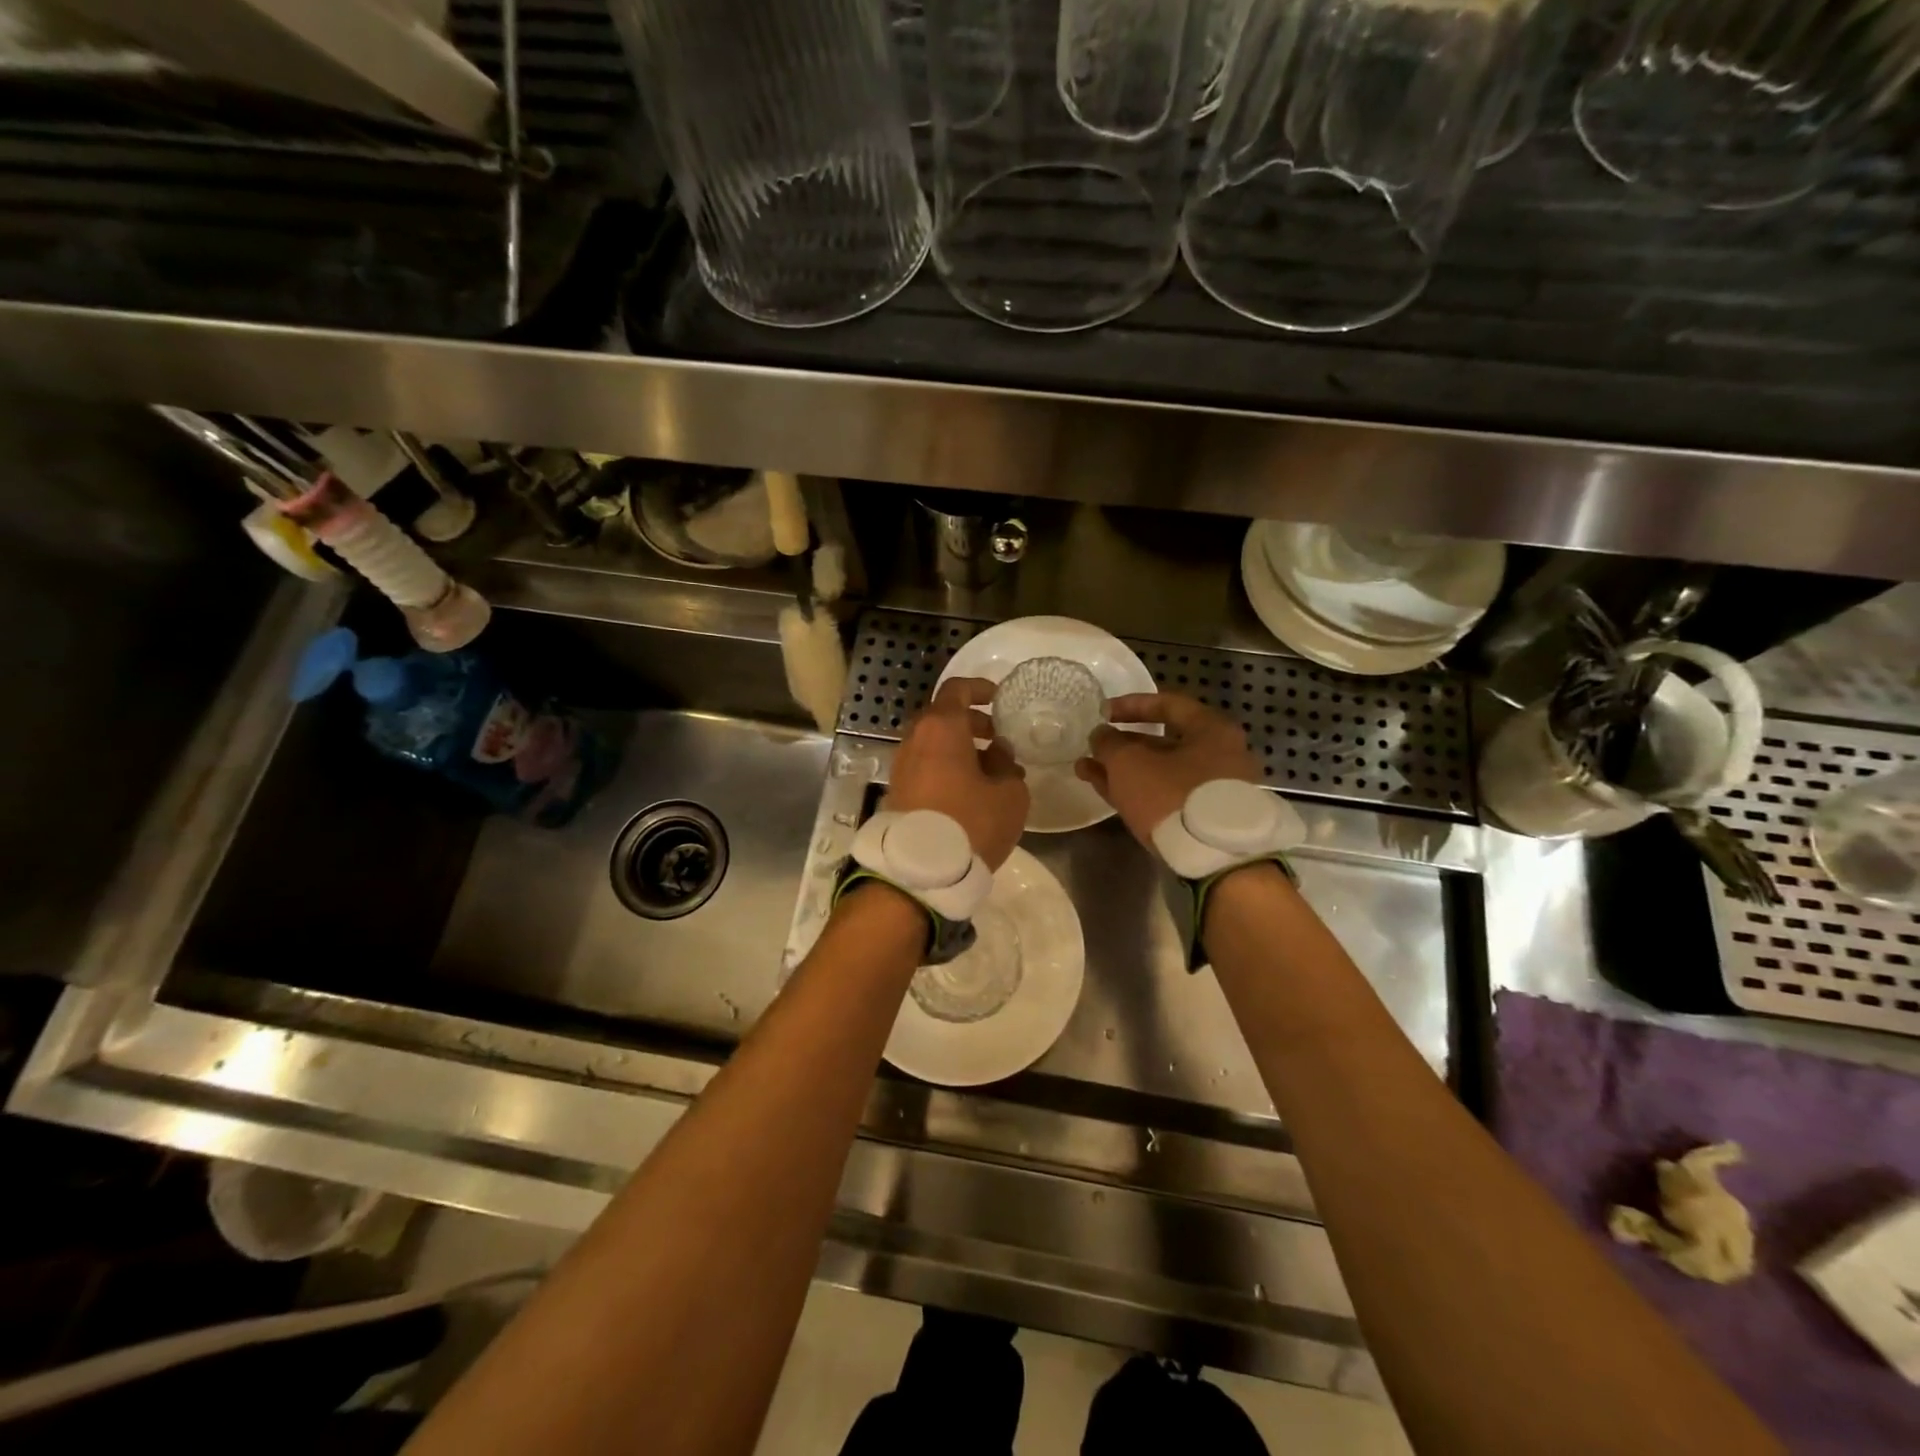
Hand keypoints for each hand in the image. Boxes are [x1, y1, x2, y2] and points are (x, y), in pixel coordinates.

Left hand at [886, 677, 1028, 869]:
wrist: (920, 871)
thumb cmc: (971, 822)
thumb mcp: (1009, 794)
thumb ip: (1007, 766)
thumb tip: (997, 756)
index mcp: (941, 728)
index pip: (957, 690)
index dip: (980, 689)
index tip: (999, 700)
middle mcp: (915, 740)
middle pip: (944, 718)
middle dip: (973, 724)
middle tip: (999, 740)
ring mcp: (902, 766)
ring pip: (934, 744)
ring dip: (961, 749)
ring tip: (991, 771)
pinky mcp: (898, 791)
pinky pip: (926, 766)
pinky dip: (947, 768)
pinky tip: (971, 791)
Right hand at [1076, 692, 1259, 847]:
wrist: (1217, 859)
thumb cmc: (1174, 795)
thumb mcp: (1130, 763)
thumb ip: (1109, 744)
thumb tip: (1101, 736)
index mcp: (1211, 730)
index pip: (1168, 704)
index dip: (1131, 705)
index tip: (1102, 713)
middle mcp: (1220, 755)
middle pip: (1164, 742)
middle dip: (1122, 744)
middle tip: (1093, 746)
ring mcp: (1213, 789)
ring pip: (1161, 771)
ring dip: (1123, 769)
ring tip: (1086, 770)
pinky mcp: (1204, 818)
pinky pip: (1166, 794)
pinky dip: (1137, 790)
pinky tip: (1106, 790)